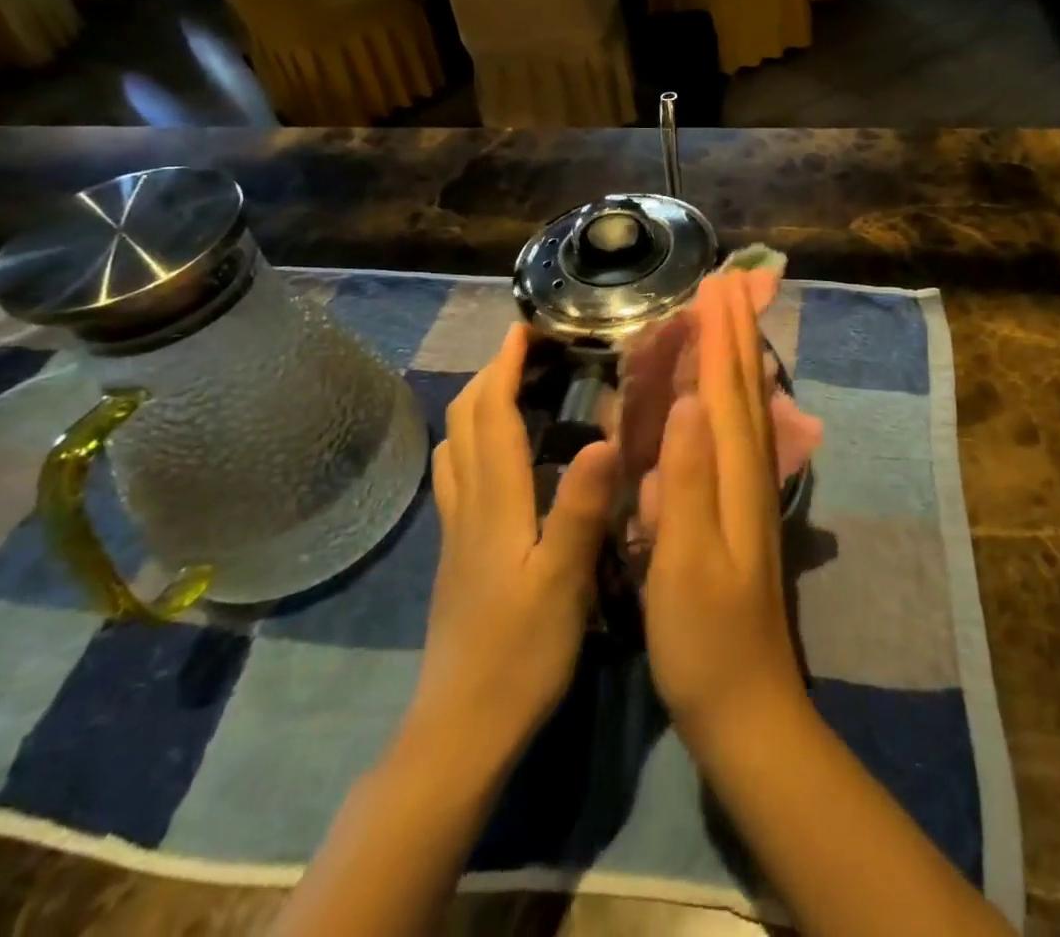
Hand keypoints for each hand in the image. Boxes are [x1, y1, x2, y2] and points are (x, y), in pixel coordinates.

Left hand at [410, 324, 621, 757]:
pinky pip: (458, 476)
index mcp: (496, 503)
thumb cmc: (519, 654)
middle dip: (490, 375)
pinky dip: (474, 442)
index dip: (506, 368)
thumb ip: (581, 508)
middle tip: (525, 350)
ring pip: (455, 448)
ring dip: (477, 405)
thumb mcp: (563, 581)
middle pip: (466, 422)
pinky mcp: (458, 554)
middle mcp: (469, 505)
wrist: (460, 730)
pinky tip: (498, 456)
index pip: (494, 416)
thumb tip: (604, 437)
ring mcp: (458, 532)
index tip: (524, 329)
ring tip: (511, 388)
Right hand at [644, 273, 807, 753]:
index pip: (730, 388)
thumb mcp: (687, 561)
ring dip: (737, 357)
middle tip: (728, 283)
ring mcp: (747, 491)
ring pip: (745, 406)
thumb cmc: (706, 638)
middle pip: (745, 387)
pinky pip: (735, 433)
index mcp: (735, 476)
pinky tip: (721, 395)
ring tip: (728, 319)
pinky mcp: (738, 510)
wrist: (745, 706)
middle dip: (736, 332)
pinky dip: (730, 398)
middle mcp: (748, 472)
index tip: (717, 284)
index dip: (723, 335)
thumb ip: (689, 480)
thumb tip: (691, 399)